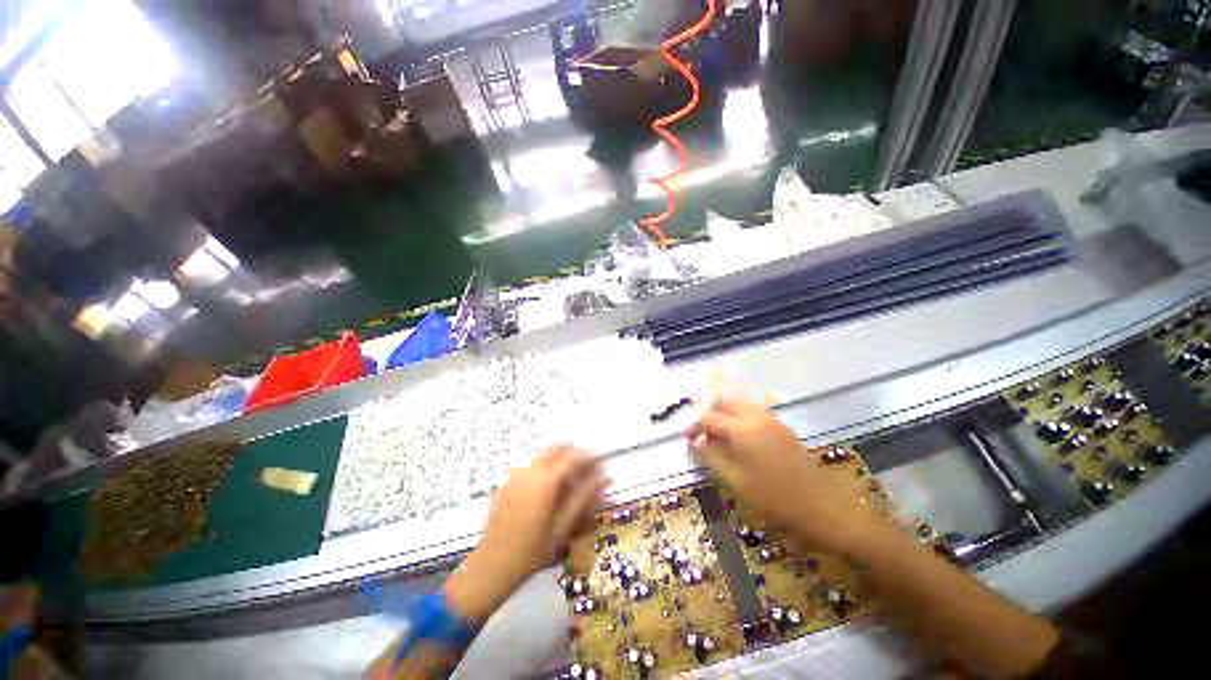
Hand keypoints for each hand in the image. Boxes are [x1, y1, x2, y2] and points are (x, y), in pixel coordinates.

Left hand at [445, 446, 605, 622]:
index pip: (574, 454)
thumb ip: (585, 496)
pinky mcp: (507, 483)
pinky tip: (548, 494)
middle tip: (587, 473)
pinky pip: (532, 467)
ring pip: (545, 456)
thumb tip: (603, 476)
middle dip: (576, 454)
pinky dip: (546, 470)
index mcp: (546, 479)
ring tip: (570, 485)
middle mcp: (530, 469)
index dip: (591, 456)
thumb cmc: (532, 552)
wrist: (490, 568)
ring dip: (561, 462)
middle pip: (559, 447)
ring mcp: (516, 474)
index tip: (601, 466)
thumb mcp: (564, 527)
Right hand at [686, 397, 883, 554]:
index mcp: (741, 429)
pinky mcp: (781, 426)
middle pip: (724, 402)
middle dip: (710, 414)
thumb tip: (693, 443)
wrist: (821, 505)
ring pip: (740, 404)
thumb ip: (711, 457)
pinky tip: (740, 439)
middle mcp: (755, 416)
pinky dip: (740, 417)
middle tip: (703, 435)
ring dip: (725, 414)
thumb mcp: (736, 480)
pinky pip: (753, 411)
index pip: (709, 417)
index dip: (694, 426)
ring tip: (719, 437)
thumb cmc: (773, 496)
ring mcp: (771, 419)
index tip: (687, 439)